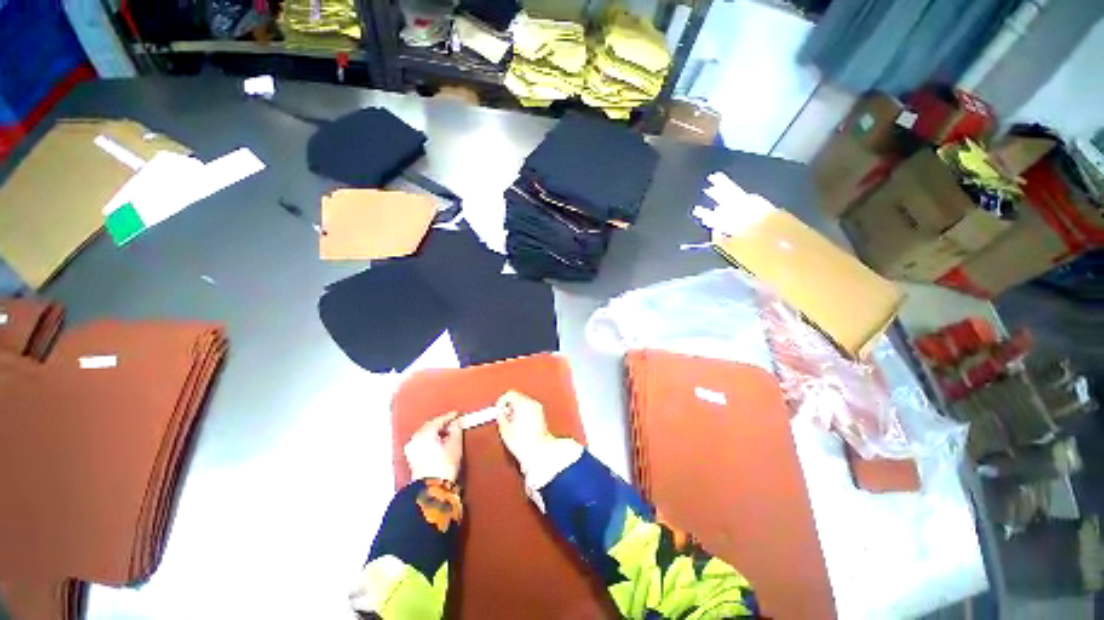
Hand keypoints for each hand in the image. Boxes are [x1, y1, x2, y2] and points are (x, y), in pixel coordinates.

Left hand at [405, 412, 462, 482]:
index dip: (450, 416)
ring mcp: (411, 448)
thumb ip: (457, 429)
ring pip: (425, 433)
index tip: (458, 414)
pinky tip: (439, 441)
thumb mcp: (455, 444)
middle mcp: (415, 439)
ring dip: (436, 431)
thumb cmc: (445, 465)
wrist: (432, 489)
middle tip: (453, 422)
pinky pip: (422, 441)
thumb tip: (457, 422)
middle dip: (442, 423)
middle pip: (430, 426)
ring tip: (448, 432)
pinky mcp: (411, 457)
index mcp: (425, 433)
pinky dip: (430, 438)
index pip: (439, 420)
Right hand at [496, 391, 554, 470]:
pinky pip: (529, 408)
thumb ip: (500, 417)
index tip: (498, 409)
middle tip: (504, 416)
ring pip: (523, 402)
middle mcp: (532, 403)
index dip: (501, 401)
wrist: (539, 451)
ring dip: (516, 409)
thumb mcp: (505, 430)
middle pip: (517, 397)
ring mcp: (538, 408)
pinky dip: (523, 413)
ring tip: (512, 422)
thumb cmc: (524, 443)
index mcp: (522, 404)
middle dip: (509, 405)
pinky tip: (520, 424)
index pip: (509, 394)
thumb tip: (500, 413)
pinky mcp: (541, 414)